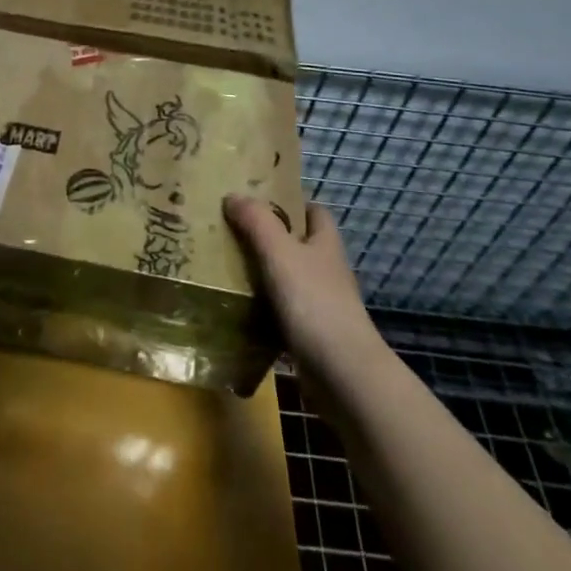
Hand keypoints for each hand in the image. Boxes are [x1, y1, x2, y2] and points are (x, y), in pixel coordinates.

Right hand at [224, 196, 386, 381]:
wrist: (343, 374)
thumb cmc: (314, 302)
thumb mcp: (280, 252)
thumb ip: (257, 221)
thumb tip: (233, 196)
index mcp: (325, 244)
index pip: (314, 211)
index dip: (291, 203)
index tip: (258, 200)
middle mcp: (327, 270)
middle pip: (298, 244)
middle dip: (269, 237)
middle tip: (232, 230)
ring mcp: (322, 304)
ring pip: (288, 279)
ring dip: (263, 273)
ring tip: (226, 265)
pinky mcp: (312, 335)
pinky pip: (283, 312)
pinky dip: (263, 309)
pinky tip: (239, 307)